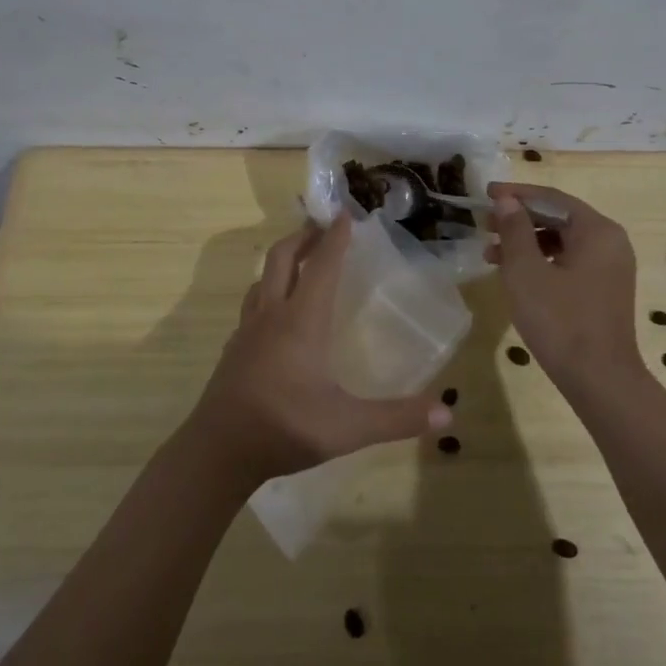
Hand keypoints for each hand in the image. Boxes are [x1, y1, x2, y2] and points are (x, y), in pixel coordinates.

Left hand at [189, 217, 451, 487]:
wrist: (217, 451)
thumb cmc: (285, 428)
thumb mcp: (348, 428)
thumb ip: (397, 418)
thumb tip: (448, 414)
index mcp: (301, 322)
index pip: (321, 267)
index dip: (335, 239)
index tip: (346, 214)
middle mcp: (272, 316)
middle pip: (282, 258)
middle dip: (303, 236)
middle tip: (323, 225)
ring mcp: (247, 331)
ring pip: (262, 278)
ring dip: (282, 259)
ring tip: (299, 258)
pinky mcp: (234, 348)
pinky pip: (252, 304)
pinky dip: (267, 290)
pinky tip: (275, 311)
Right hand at [485, 182, 641, 386]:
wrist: (599, 379)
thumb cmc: (560, 320)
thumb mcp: (526, 272)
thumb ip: (515, 230)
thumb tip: (506, 201)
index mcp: (597, 230)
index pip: (552, 198)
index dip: (516, 194)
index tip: (485, 193)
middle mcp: (610, 242)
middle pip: (559, 217)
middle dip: (519, 219)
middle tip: (484, 224)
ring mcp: (610, 267)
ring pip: (562, 241)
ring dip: (526, 241)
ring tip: (490, 252)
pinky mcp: (604, 289)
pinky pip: (569, 261)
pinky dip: (541, 261)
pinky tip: (515, 274)